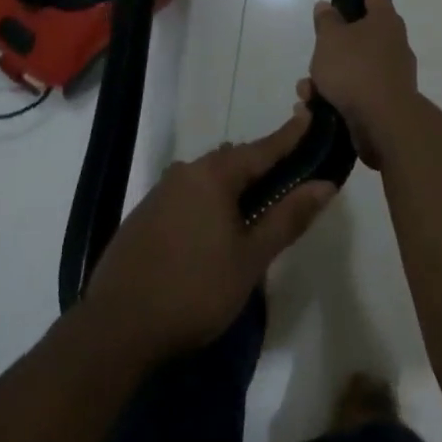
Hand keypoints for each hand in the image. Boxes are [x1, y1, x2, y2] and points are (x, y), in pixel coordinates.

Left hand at [84, 113, 334, 360]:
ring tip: (255, 206)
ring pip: (208, 178)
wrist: (116, 328)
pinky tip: (214, 228)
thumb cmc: (194, 290)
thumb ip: (287, 218)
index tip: (308, 114)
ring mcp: (160, 193)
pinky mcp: (144, 215)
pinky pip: (188, 195)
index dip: (289, 135)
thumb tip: (325, 184)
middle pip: (234, 160)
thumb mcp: (250, 258)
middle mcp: (186, 172)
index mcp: (214, 175)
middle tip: (289, 177)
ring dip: (233, 186)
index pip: (262, 148)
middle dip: (261, 164)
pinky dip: (209, 201)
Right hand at [308, 0, 419, 169]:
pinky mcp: (384, 102)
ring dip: (327, 77)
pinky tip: (314, 108)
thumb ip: (327, 21)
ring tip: (306, 91)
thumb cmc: (355, 70)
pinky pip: (354, 92)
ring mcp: (391, 74)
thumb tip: (327, 6)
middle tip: (316, 51)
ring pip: (352, 67)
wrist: (384, 123)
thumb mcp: (330, 40)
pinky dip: (334, 96)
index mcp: (384, 21)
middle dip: (333, 45)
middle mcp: (392, 44)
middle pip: (360, 34)